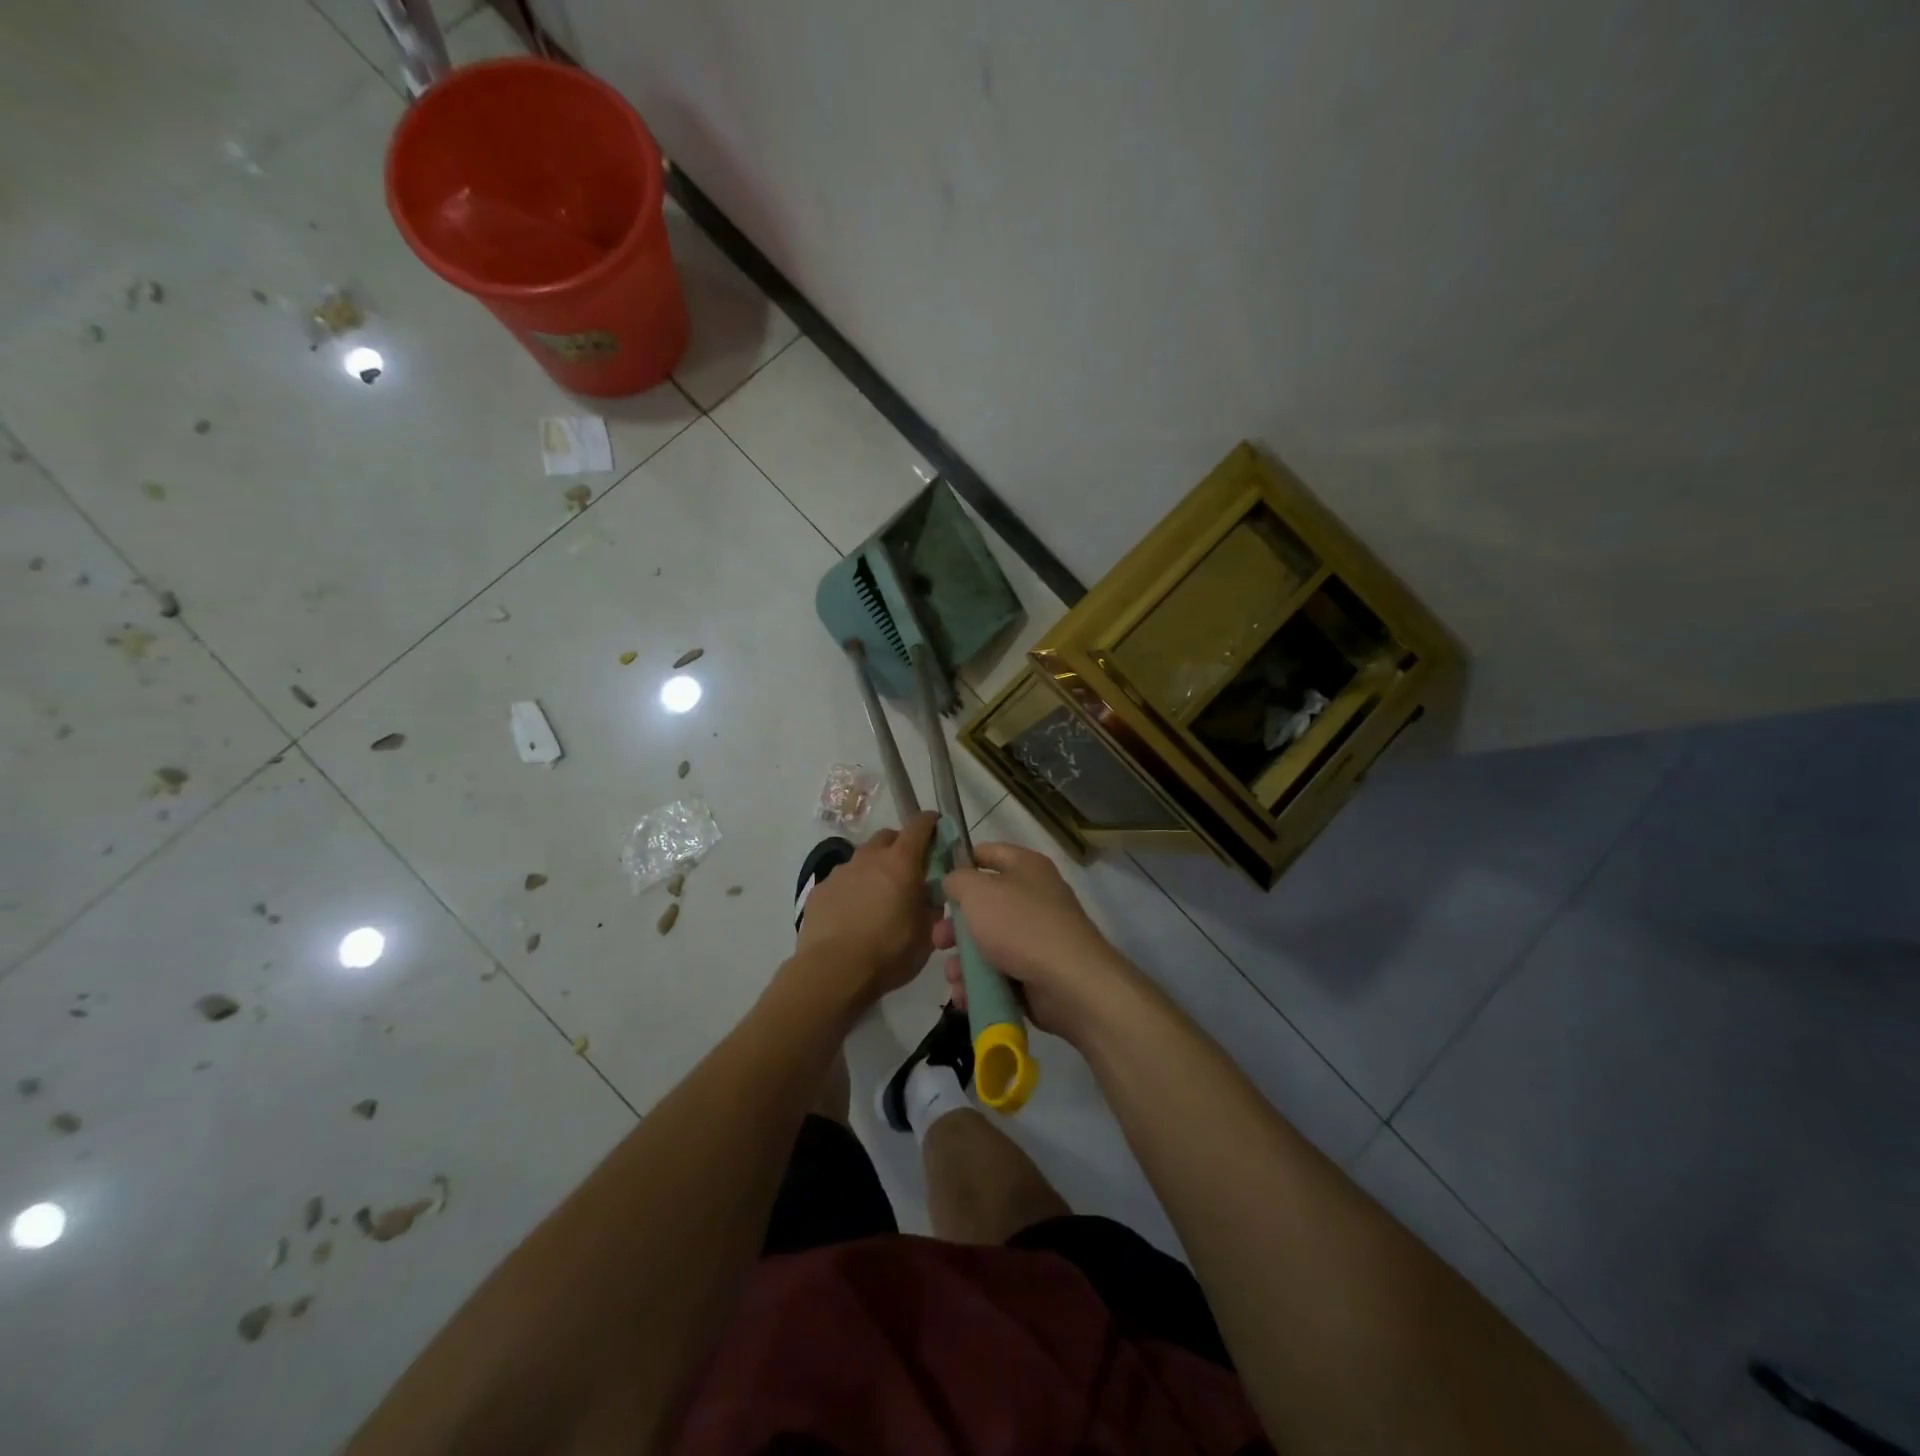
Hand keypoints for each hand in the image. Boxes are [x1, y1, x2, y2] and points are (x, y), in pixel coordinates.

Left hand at [792, 811, 940, 1005]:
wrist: (832, 972)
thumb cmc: (888, 952)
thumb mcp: (926, 935)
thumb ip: (931, 907)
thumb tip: (930, 894)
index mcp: (901, 863)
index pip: (919, 827)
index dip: (930, 824)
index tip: (936, 828)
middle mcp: (869, 858)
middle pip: (887, 837)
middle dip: (900, 845)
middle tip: (908, 869)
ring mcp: (840, 872)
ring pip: (862, 859)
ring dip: (873, 868)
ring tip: (877, 897)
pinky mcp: (820, 890)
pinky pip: (841, 881)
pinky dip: (851, 889)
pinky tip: (851, 914)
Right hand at [936, 841, 1130, 1042]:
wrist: (1070, 984)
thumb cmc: (1020, 926)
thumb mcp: (977, 892)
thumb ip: (957, 880)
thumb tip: (953, 883)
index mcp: (1026, 867)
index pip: (987, 853)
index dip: (960, 863)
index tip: (935, 882)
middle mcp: (1033, 897)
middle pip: (983, 905)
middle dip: (956, 926)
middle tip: (939, 941)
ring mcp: (1036, 936)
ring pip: (987, 943)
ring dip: (963, 961)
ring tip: (953, 977)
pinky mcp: (1036, 971)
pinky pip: (999, 973)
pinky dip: (980, 983)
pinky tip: (965, 996)